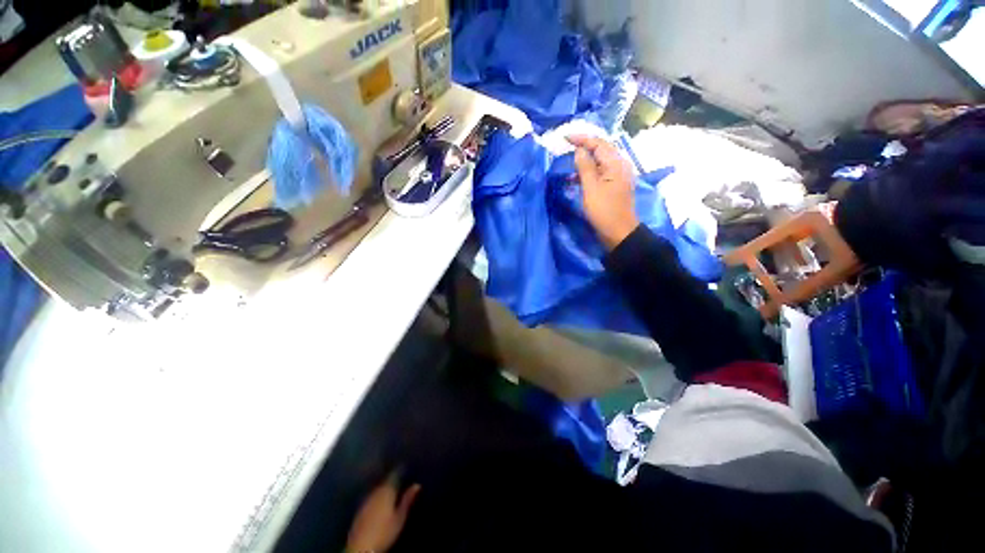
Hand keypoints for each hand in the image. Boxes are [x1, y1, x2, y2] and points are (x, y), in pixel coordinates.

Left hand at [346, 472, 421, 552]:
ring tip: (390, 487)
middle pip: (384, 480)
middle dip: (391, 478)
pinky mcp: (360, 508)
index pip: (394, 474)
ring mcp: (366, 499)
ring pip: (377, 487)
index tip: (405, 468)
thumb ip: (407, 500)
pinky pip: (370, 495)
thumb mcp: (400, 517)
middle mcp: (375, 490)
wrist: (361, 546)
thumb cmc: (384, 531)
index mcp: (387, 490)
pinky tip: (379, 499)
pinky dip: (376, 494)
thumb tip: (417, 485)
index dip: (400, 470)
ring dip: (383, 486)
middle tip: (399, 478)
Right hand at [567, 135, 639, 249]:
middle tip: (567, 146)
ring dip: (585, 159)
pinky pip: (600, 171)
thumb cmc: (604, 211)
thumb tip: (580, 150)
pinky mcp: (614, 185)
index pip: (598, 143)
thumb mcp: (591, 188)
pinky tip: (576, 177)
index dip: (582, 139)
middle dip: (584, 146)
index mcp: (615, 163)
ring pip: (600, 161)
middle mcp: (619, 165)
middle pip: (601, 149)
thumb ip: (585, 167)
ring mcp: (617, 176)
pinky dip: (588, 171)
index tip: (565, 138)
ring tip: (569, 162)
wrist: (618, 232)